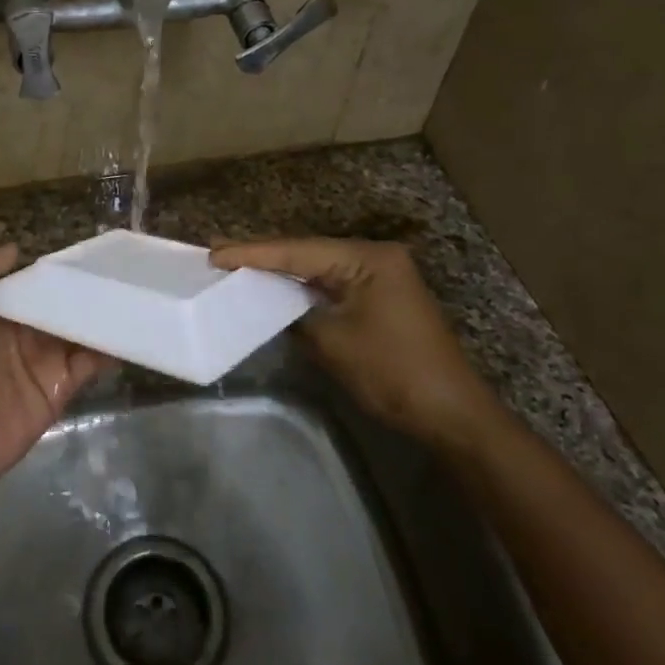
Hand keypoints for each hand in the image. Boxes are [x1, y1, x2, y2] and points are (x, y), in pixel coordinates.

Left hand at [0, 245, 110, 488]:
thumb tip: (16, 247)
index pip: (32, 287)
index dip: (55, 273)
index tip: (86, 253)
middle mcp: (22, 336)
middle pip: (59, 308)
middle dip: (84, 293)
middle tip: (119, 270)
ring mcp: (43, 363)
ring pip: (78, 333)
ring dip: (100, 317)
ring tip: (131, 294)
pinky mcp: (60, 389)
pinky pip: (89, 364)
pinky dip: (108, 349)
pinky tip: (128, 330)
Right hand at [210, 237, 500, 446]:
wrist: (451, 413)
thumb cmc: (392, 373)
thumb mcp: (332, 342)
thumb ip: (295, 315)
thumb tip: (272, 306)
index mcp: (367, 258)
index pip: (298, 251)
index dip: (253, 253)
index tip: (214, 252)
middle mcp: (375, 257)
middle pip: (308, 252)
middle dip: (264, 256)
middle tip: (218, 253)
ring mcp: (380, 276)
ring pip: (318, 267)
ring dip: (281, 271)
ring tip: (235, 264)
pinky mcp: (380, 297)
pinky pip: (332, 284)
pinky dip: (302, 287)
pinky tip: (274, 287)